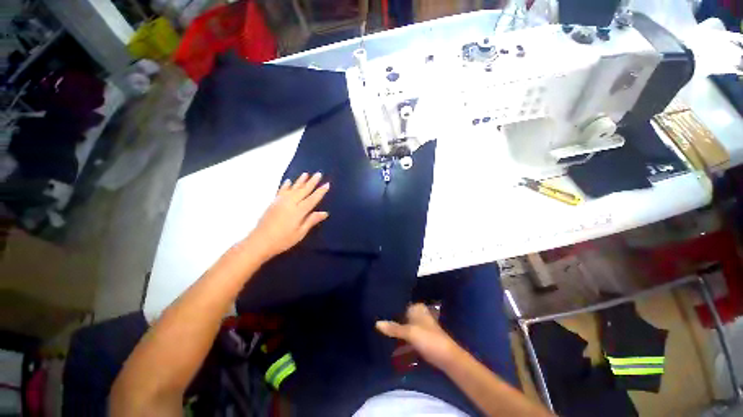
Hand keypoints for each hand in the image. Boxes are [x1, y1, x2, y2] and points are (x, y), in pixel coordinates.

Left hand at [244, 172, 329, 261]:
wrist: (259, 241)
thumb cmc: (282, 240)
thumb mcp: (300, 233)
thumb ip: (311, 220)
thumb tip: (324, 213)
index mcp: (298, 211)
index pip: (312, 199)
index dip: (320, 191)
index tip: (327, 184)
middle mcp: (290, 203)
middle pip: (303, 190)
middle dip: (312, 182)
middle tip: (319, 174)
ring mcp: (280, 201)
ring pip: (293, 188)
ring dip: (300, 180)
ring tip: (306, 174)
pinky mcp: (273, 202)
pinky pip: (281, 191)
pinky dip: (286, 185)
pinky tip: (288, 181)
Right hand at [376, 303, 461, 369]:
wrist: (447, 358)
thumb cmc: (429, 339)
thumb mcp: (409, 332)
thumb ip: (393, 328)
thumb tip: (376, 323)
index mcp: (417, 309)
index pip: (401, 304)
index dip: (390, 307)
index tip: (377, 309)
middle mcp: (418, 315)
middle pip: (401, 316)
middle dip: (391, 320)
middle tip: (375, 321)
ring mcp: (420, 328)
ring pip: (404, 327)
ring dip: (395, 332)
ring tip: (379, 333)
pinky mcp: (421, 340)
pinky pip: (407, 338)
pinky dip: (400, 341)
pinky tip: (390, 347)